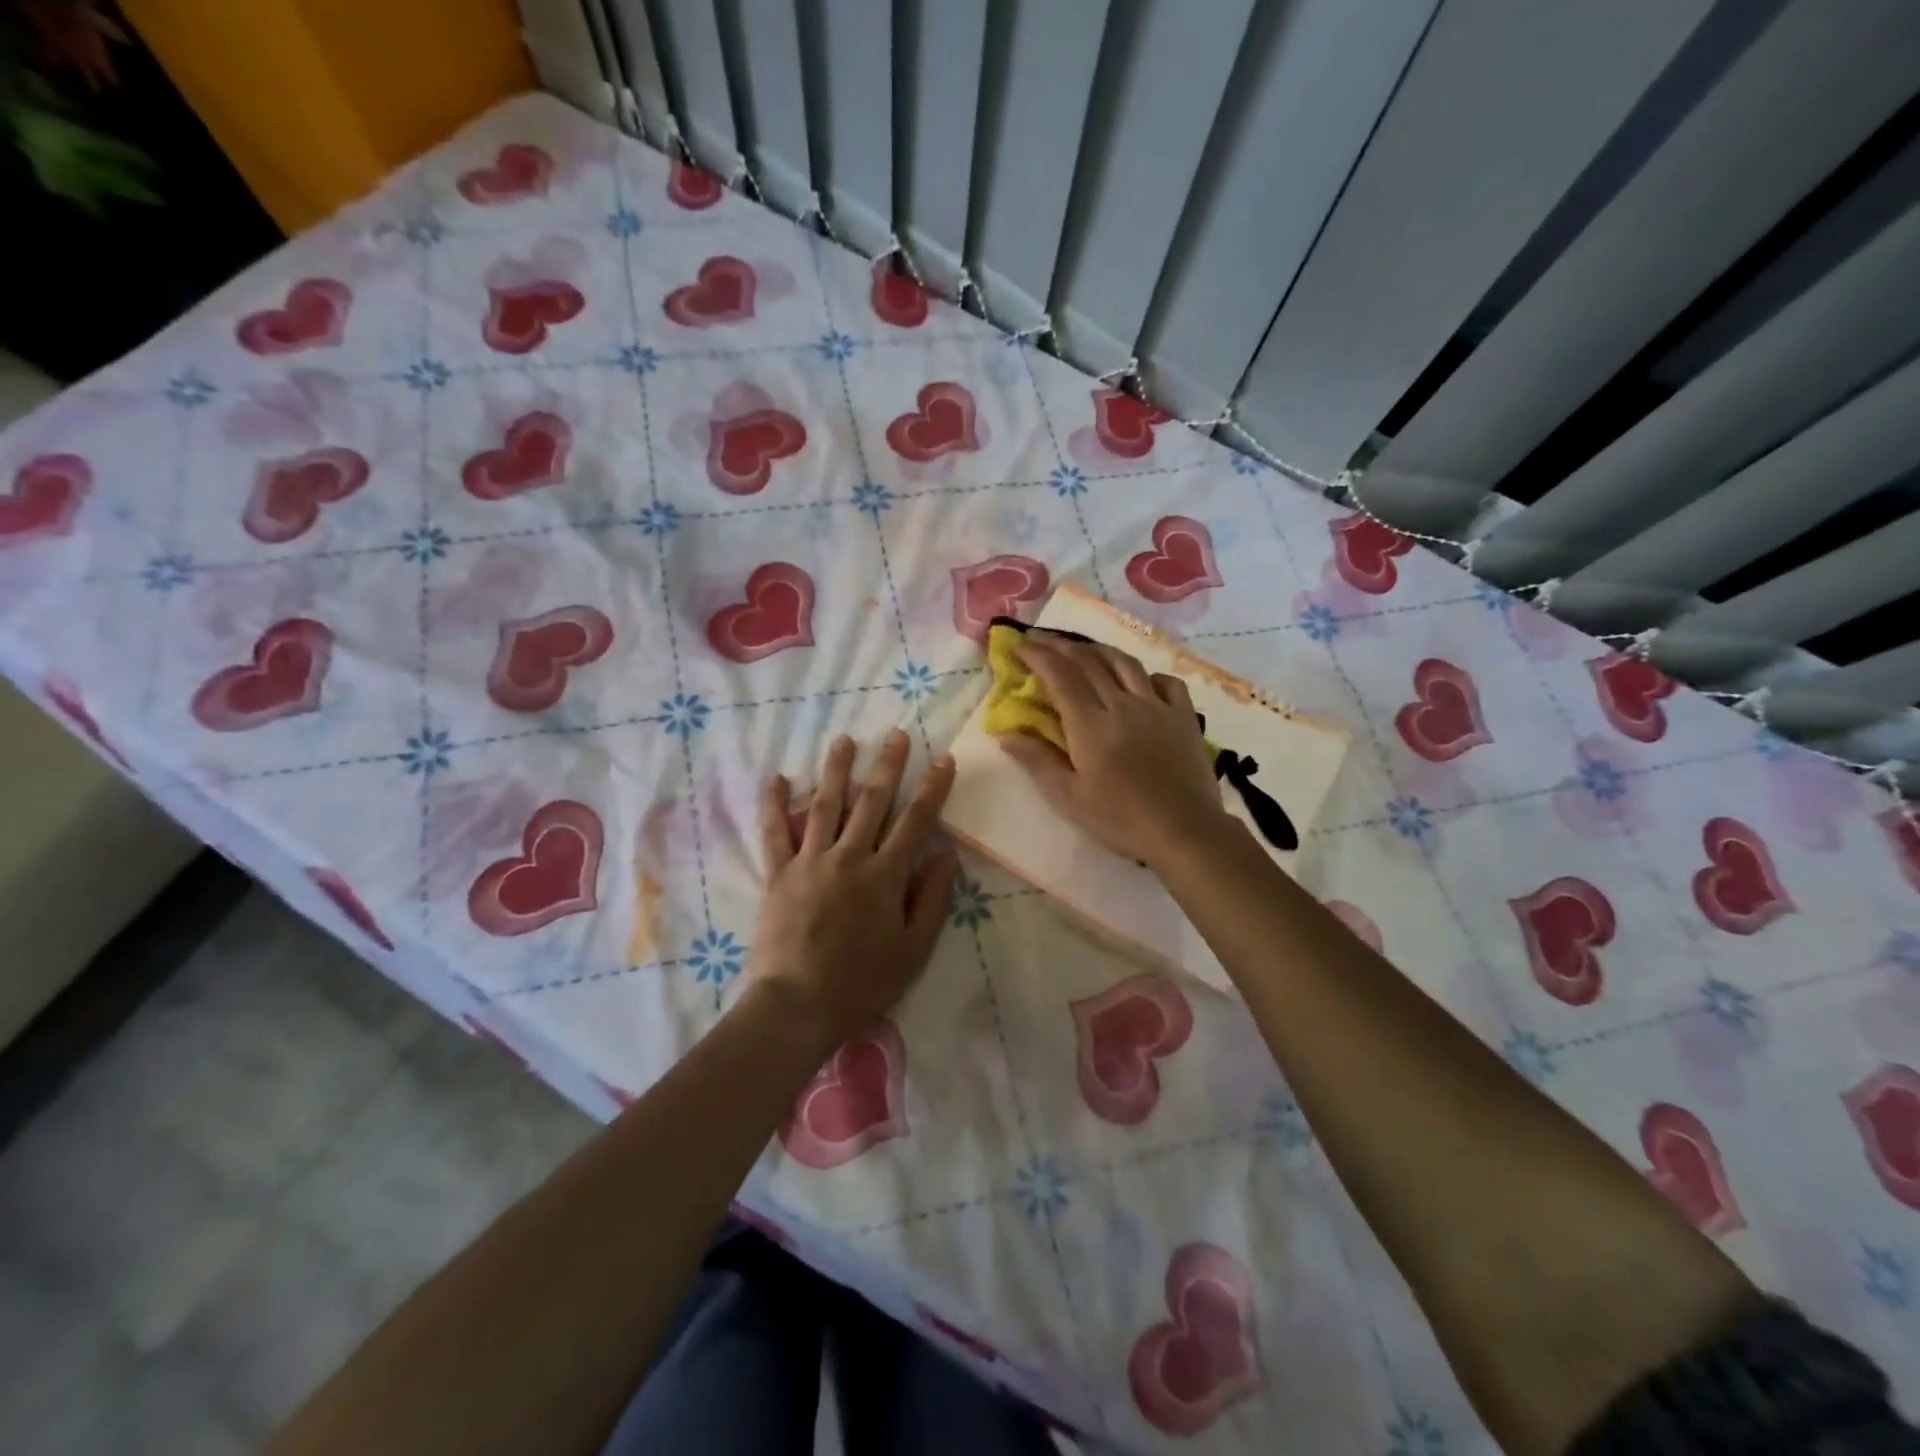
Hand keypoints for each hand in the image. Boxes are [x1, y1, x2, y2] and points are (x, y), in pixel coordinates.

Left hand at [747, 730, 959, 1050]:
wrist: (797, 1006)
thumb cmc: (862, 983)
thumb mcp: (913, 949)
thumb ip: (932, 898)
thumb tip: (948, 855)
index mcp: (885, 876)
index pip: (915, 821)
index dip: (932, 788)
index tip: (942, 759)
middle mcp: (848, 857)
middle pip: (871, 802)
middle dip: (887, 766)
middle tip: (895, 735)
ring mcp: (809, 862)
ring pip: (824, 806)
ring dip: (836, 770)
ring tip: (844, 740)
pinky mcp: (777, 875)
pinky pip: (773, 833)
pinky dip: (773, 804)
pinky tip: (776, 778)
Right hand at [999, 632, 1237, 870]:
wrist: (1184, 831)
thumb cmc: (1120, 819)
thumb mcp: (1069, 797)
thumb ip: (1037, 760)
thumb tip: (1006, 734)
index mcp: (1090, 724)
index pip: (1060, 675)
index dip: (1037, 655)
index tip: (1019, 645)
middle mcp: (1122, 704)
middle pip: (1089, 662)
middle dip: (1060, 646)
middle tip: (1041, 640)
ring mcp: (1157, 707)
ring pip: (1124, 663)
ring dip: (1098, 651)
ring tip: (1083, 650)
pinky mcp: (1183, 716)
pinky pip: (1165, 681)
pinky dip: (1146, 674)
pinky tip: (1139, 682)